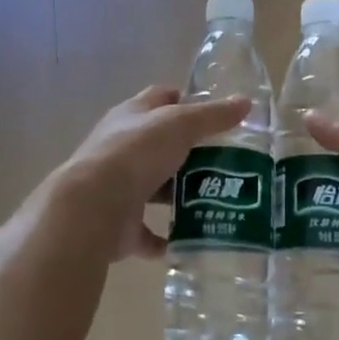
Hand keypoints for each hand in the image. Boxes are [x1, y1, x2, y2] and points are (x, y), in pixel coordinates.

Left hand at [58, 86, 252, 260]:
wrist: (93, 207)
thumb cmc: (136, 154)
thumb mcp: (180, 125)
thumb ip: (213, 116)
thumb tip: (245, 102)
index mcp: (132, 116)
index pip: (160, 99)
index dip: (186, 102)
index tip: (216, 115)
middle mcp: (121, 149)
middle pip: (161, 147)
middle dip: (190, 154)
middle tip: (228, 163)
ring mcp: (118, 188)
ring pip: (155, 189)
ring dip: (180, 196)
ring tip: (219, 201)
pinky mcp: (119, 225)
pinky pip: (148, 233)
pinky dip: (168, 238)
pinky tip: (193, 240)